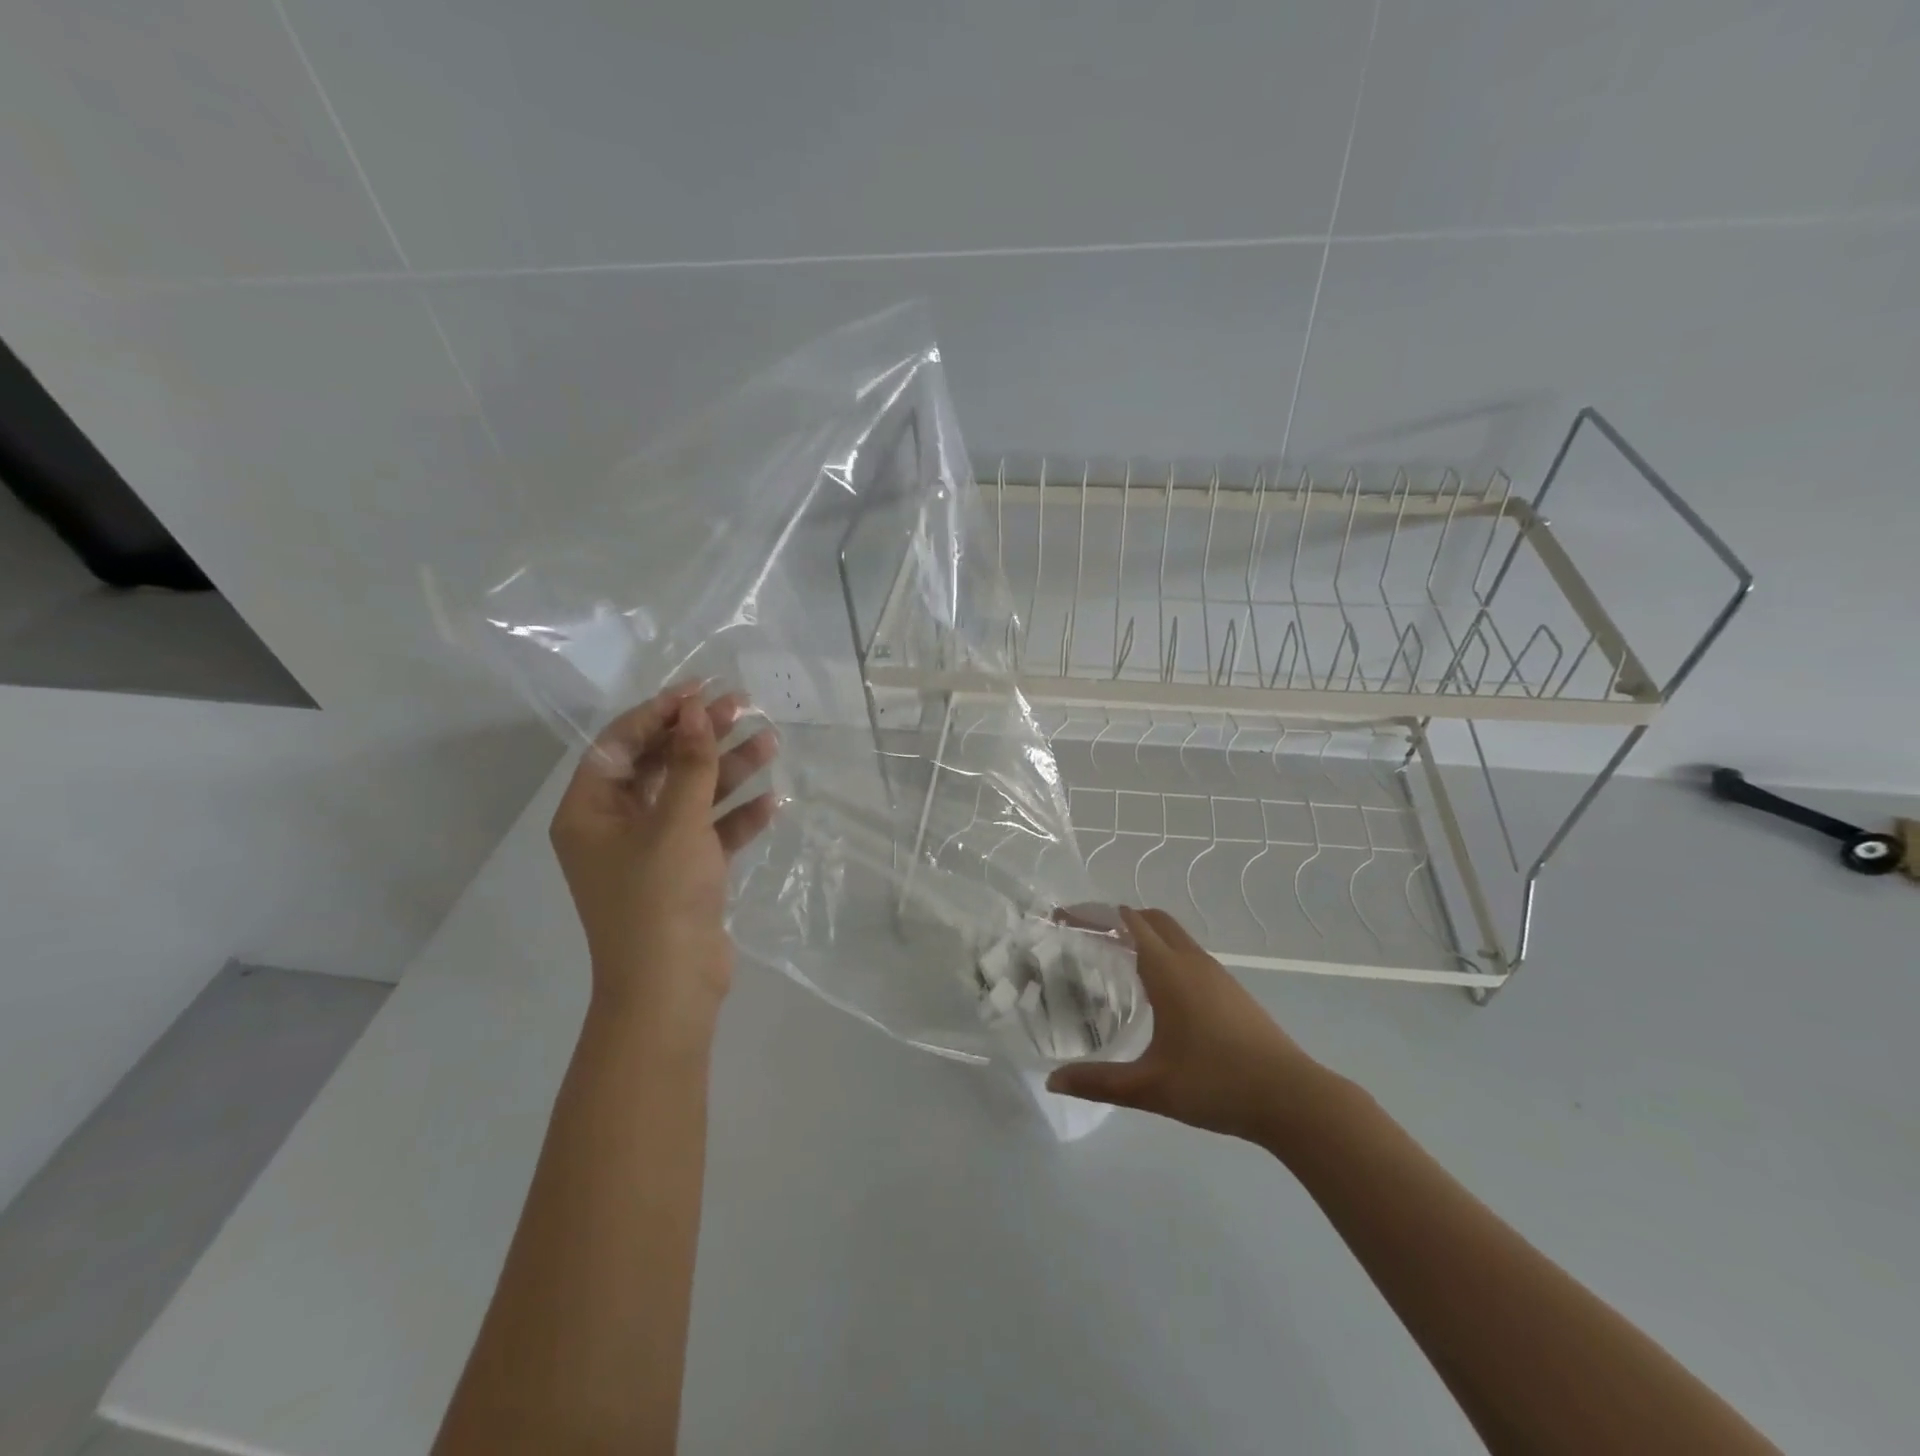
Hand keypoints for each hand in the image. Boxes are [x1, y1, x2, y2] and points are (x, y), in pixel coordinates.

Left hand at [549, 683, 776, 1028]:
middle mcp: (615, 825)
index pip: (622, 743)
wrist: (670, 988)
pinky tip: (772, 802)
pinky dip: (737, 816)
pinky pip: (709, 831)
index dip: (661, 711)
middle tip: (743, 707)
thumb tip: (692, 709)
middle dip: (701, 736)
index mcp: (590, 811)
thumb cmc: (659, 898)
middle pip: (660, 765)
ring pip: (691, 796)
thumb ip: (690, 763)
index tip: (702, 690)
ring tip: (771, 742)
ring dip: (728, 771)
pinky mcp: (683, 873)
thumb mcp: (676, 823)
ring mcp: (651, 850)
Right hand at [1046, 907, 1334, 1142]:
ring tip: (1113, 958)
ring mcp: (1216, 974)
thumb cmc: (1217, 1084)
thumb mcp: (1151, 1087)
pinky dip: (1162, 952)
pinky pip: (1187, 954)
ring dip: (1143, 934)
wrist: (1293, 1098)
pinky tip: (1155, 989)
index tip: (1062, 918)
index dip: (1092, 915)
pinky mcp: (1231, 990)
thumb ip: (1099, 1082)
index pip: (1126, 923)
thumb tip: (1053, 1081)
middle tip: (1085, 935)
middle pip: (1151, 918)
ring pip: (1173, 935)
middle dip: (1117, 918)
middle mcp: (1191, 961)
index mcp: (1168, 971)